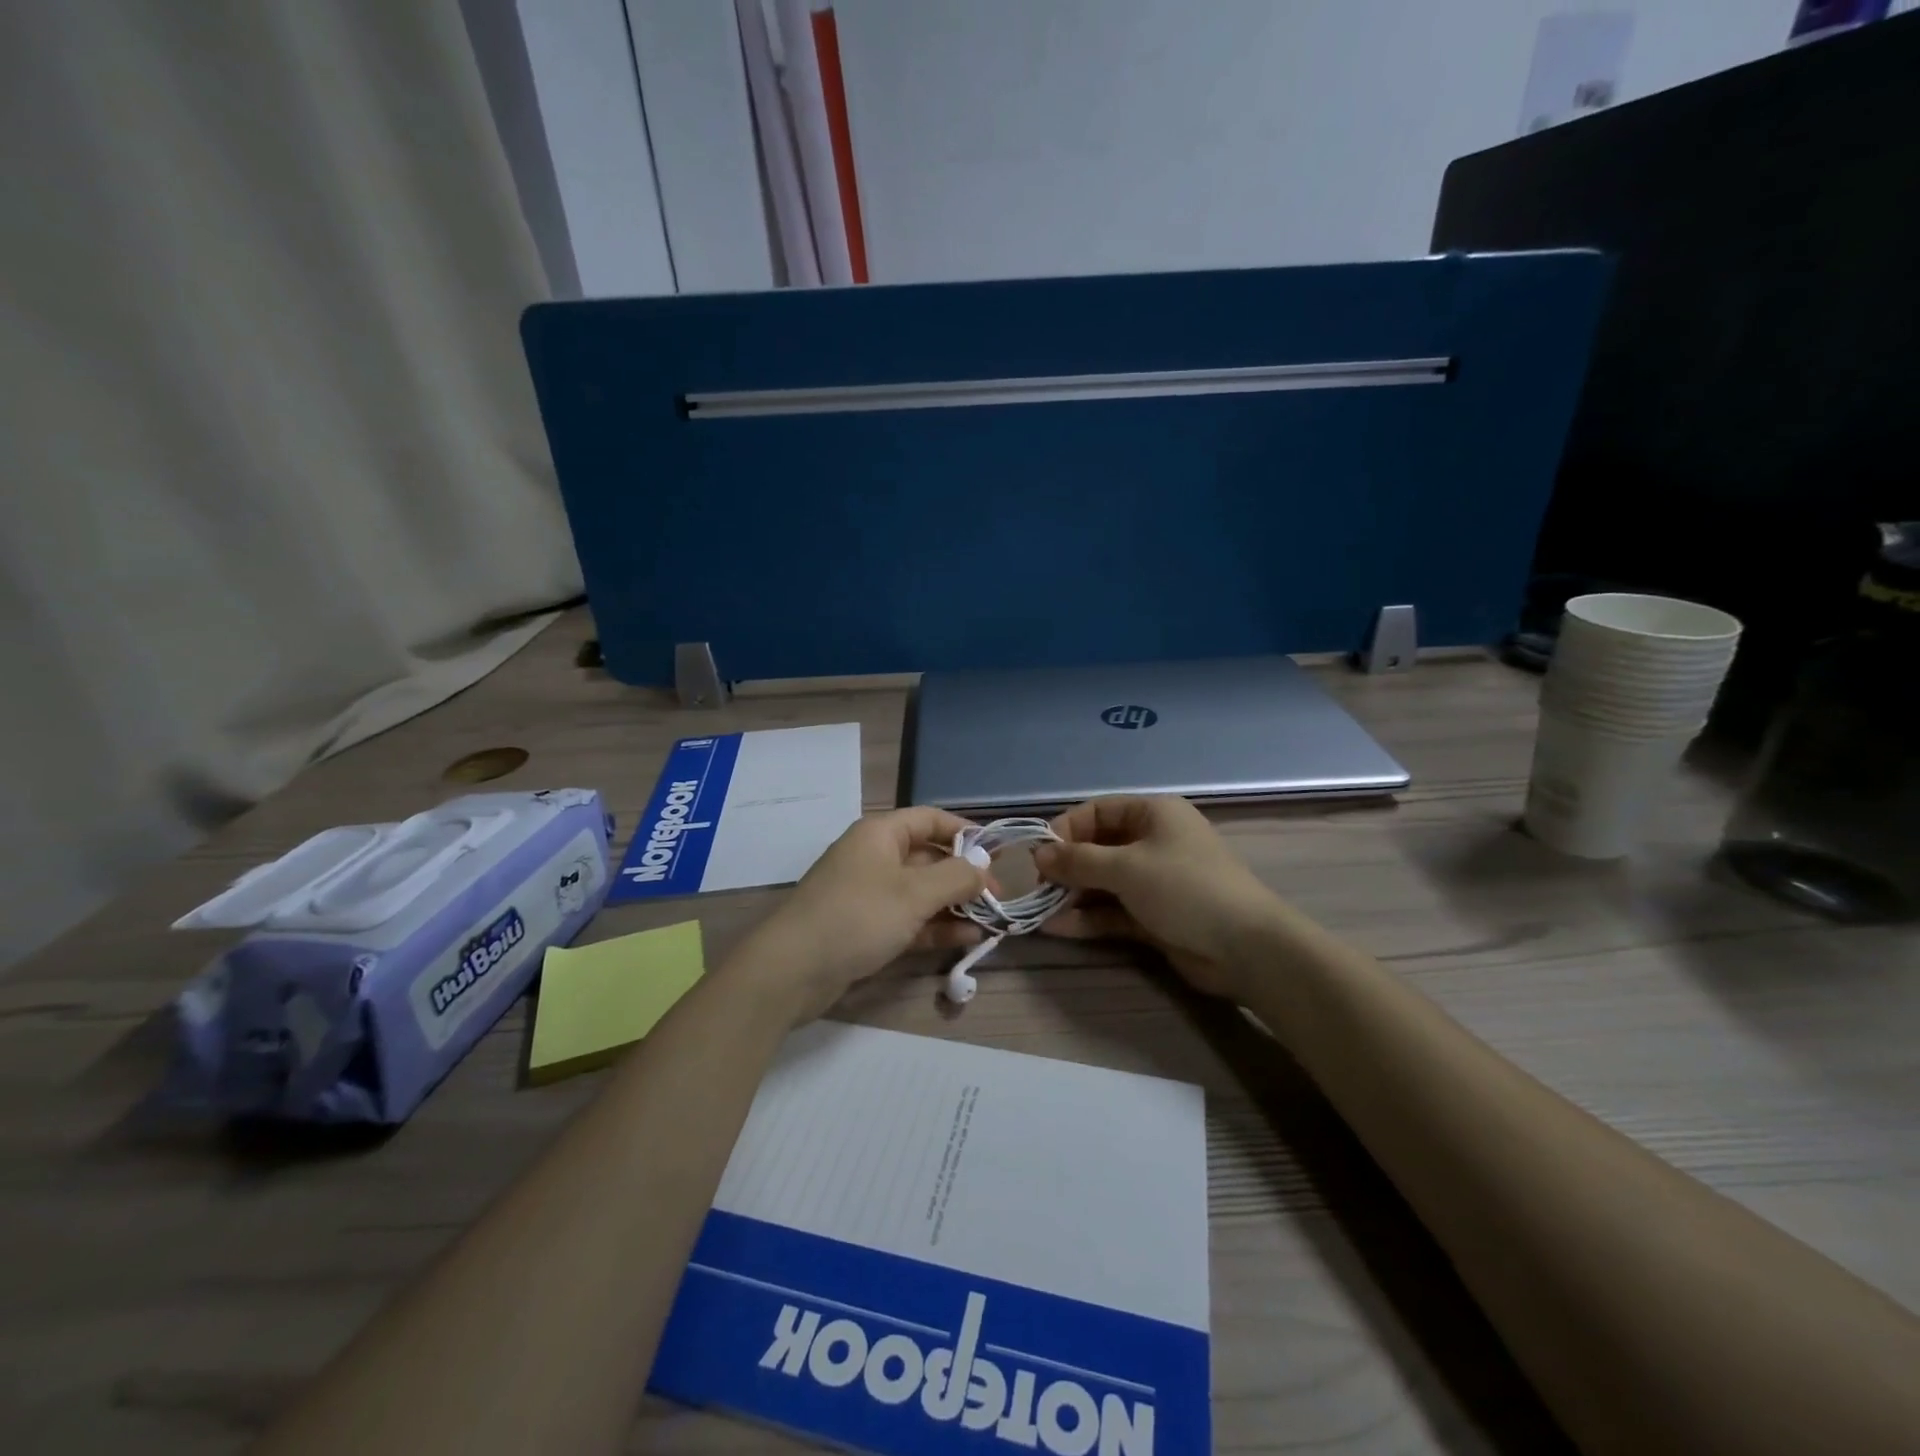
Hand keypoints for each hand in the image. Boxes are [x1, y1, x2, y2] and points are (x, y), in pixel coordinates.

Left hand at [735, 807, 988, 1022]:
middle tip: (998, 898)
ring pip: (921, 892)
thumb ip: (955, 877)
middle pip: (928, 857)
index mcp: (881, 834)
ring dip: (954, 905)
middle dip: (964, 876)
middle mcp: (875, 857)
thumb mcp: (914, 893)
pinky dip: (936, 927)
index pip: (931, 819)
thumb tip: (983, 867)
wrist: (792, 970)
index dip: (965, 832)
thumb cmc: (857, 916)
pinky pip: (908, 919)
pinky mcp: (865, 927)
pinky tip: (967, 940)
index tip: (997, 852)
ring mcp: (869, 894)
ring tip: (990, 922)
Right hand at [1032, 796, 1286, 1000]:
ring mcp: (1153, 881)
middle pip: (1097, 848)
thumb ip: (1078, 861)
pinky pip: (1112, 911)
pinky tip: (1057, 929)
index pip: (1097, 811)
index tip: (1038, 855)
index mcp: (1152, 814)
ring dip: (1072, 896)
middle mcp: (1152, 842)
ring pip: (1102, 883)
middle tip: (1038, 888)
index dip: (1065, 830)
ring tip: (1039, 912)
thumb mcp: (1127, 867)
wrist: (1246, 948)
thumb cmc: (1185, 888)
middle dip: (1066, 868)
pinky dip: (1087, 919)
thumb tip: (1037, 854)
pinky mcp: (1154, 916)